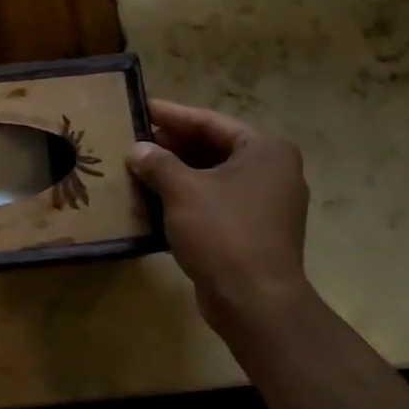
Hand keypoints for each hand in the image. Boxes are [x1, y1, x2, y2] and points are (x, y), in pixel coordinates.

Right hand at [126, 101, 310, 334]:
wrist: (254, 300)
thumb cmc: (223, 233)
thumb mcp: (183, 191)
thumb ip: (158, 163)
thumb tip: (137, 150)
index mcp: (265, 151)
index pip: (211, 122)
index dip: (173, 115)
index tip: (142, 107)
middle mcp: (273, 171)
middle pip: (214, 147)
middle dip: (173, 144)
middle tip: (135, 139)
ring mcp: (266, 203)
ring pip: (213, 176)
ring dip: (177, 172)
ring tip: (139, 167)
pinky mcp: (254, 231)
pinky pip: (216, 202)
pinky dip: (187, 197)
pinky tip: (155, 199)